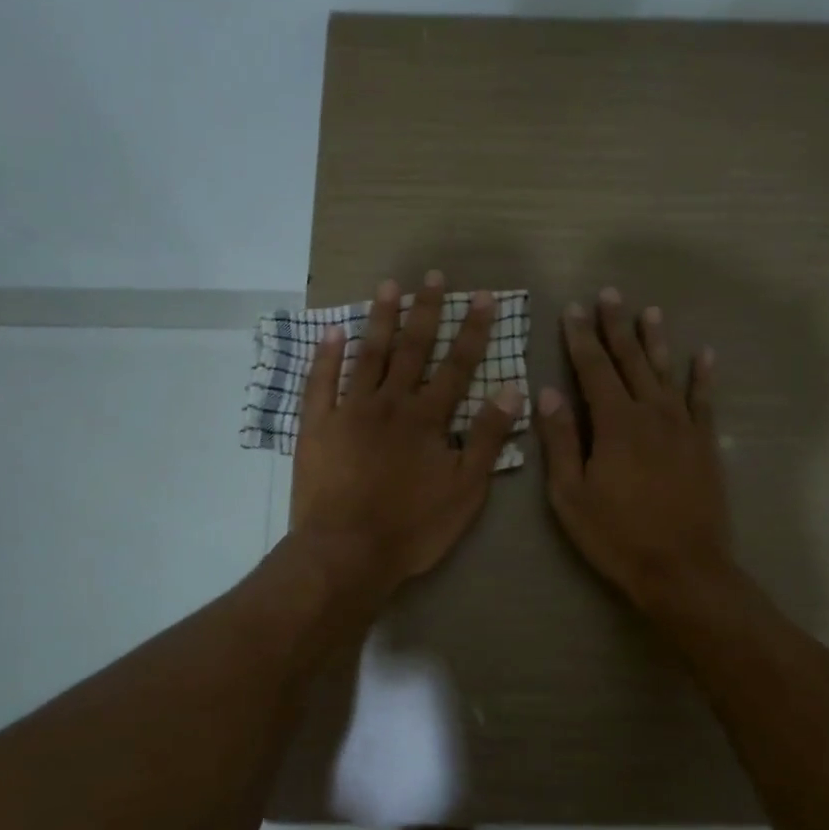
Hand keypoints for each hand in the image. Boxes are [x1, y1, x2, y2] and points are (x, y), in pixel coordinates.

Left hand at [291, 271, 523, 595]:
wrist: (346, 553)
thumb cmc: (412, 527)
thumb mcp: (465, 490)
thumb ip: (486, 438)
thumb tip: (512, 389)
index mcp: (427, 419)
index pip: (457, 365)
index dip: (472, 330)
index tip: (482, 297)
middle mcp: (389, 403)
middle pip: (411, 349)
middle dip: (425, 310)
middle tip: (431, 276)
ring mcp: (349, 411)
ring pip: (367, 355)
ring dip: (380, 319)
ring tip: (388, 286)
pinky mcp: (317, 426)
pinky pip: (320, 382)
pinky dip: (326, 356)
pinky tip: (333, 331)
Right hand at [536, 289, 733, 613]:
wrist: (683, 569)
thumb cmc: (616, 535)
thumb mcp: (570, 494)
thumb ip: (560, 440)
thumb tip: (548, 391)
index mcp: (614, 423)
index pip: (592, 369)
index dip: (581, 337)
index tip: (573, 308)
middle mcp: (651, 413)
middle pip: (630, 360)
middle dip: (616, 326)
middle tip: (610, 294)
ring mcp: (683, 426)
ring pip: (666, 372)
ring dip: (655, 340)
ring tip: (649, 311)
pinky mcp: (705, 444)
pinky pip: (704, 400)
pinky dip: (703, 376)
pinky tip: (704, 354)